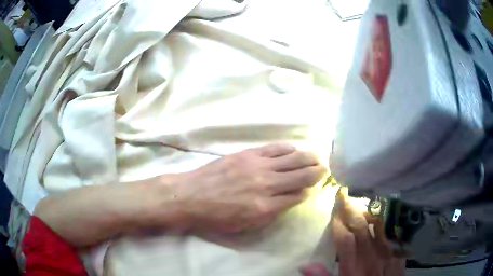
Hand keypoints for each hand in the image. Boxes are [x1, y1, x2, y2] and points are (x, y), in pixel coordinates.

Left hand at [171, 143, 326, 232]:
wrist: (191, 196)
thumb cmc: (217, 217)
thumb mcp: (246, 225)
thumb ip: (272, 213)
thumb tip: (290, 199)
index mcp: (266, 206)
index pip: (297, 196)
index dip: (307, 191)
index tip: (312, 188)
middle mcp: (267, 184)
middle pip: (301, 175)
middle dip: (316, 171)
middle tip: (324, 168)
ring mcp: (258, 166)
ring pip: (292, 159)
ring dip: (307, 157)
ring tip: (316, 157)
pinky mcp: (248, 154)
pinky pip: (275, 148)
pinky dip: (288, 148)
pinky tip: (294, 149)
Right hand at [300, 190, 404, 275]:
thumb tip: (304, 265)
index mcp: (353, 269)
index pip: (345, 241)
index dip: (339, 225)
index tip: (334, 212)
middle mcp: (371, 259)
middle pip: (362, 230)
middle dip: (352, 212)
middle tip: (345, 197)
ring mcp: (388, 255)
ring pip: (379, 227)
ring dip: (369, 213)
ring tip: (362, 201)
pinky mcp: (399, 253)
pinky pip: (394, 233)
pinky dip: (388, 222)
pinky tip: (384, 214)